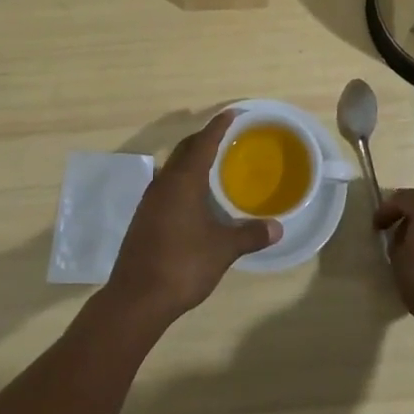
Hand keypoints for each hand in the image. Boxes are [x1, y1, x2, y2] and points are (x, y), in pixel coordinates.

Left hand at [105, 110, 280, 326]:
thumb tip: (277, 228)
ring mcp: (150, 201)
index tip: (232, 114)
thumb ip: (250, 235)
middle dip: (204, 139)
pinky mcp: (144, 218)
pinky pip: (166, 186)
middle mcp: (164, 183)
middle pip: (184, 150)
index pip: (203, 142)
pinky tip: (194, 199)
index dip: (218, 126)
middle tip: (226, 137)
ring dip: (191, 160)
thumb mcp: (223, 249)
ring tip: (212, 165)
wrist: (136, 299)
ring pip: (173, 168)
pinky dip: (183, 181)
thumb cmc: (182, 265)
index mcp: (183, 181)